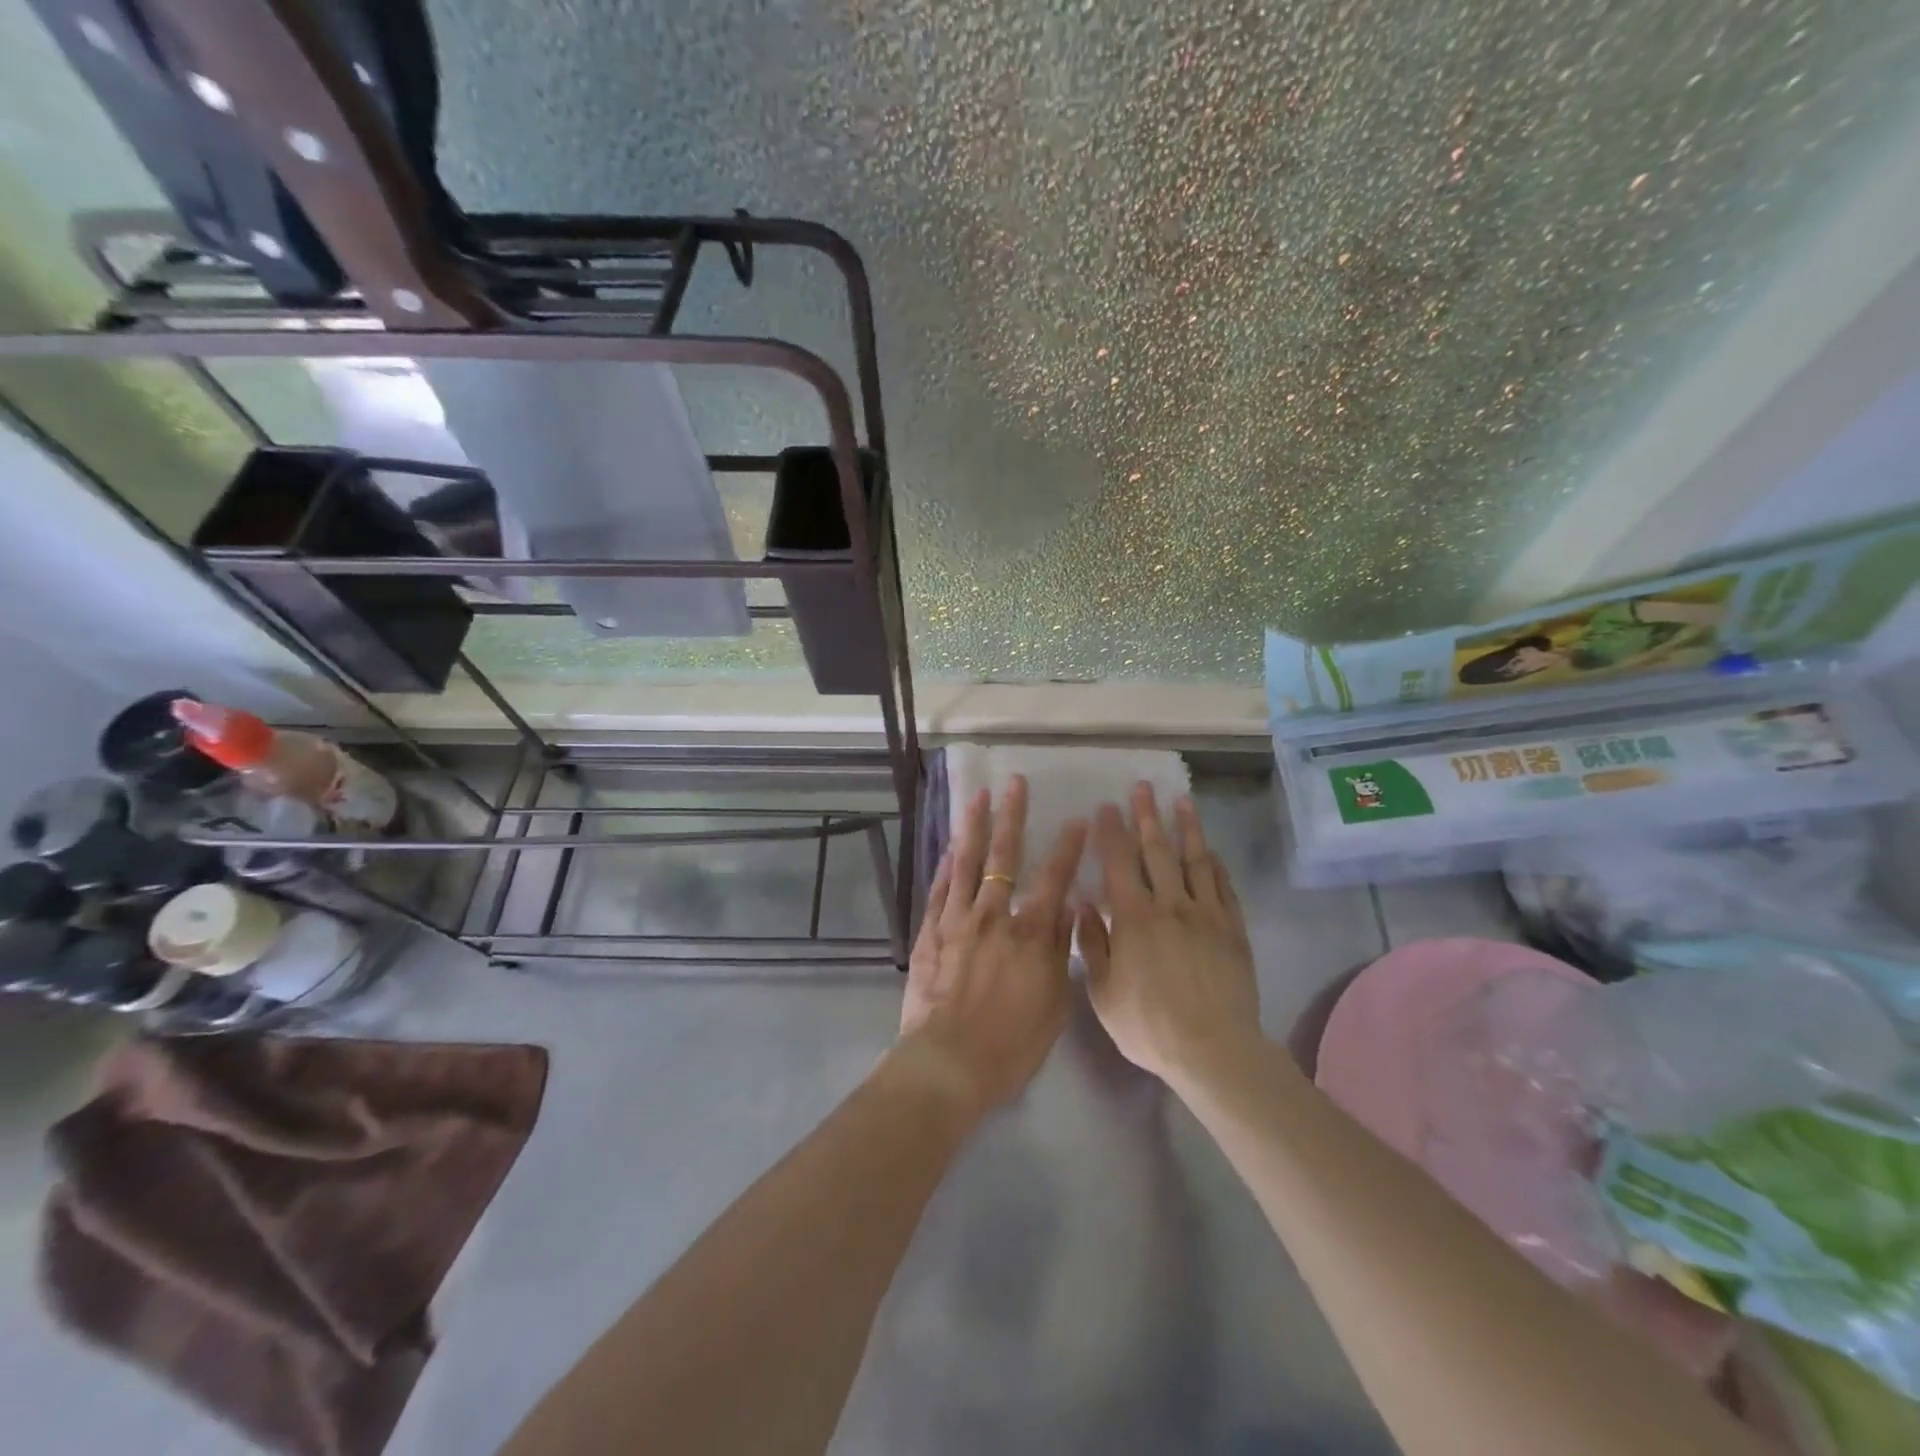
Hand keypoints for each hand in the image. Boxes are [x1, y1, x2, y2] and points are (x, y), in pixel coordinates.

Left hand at [896, 776, 1087, 1117]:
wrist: (949, 1063)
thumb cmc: (1011, 1043)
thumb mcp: (1054, 1003)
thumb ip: (1061, 951)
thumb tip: (1071, 908)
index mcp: (1030, 934)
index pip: (1054, 879)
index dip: (1068, 847)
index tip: (1078, 819)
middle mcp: (993, 916)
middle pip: (1004, 857)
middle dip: (1012, 816)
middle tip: (1015, 783)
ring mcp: (957, 920)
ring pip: (966, 863)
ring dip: (973, 826)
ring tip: (977, 795)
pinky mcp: (930, 933)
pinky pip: (939, 889)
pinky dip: (945, 865)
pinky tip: (950, 846)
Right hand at [1078, 784, 1260, 1086]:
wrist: (1213, 1050)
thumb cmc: (1149, 1025)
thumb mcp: (1103, 991)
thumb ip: (1092, 944)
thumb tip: (1085, 903)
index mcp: (1133, 918)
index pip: (1119, 863)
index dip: (1111, 833)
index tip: (1106, 807)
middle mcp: (1170, 905)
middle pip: (1157, 851)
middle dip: (1147, 817)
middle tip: (1143, 787)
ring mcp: (1206, 915)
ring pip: (1195, 861)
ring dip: (1186, 828)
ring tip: (1182, 801)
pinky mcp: (1233, 930)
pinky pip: (1223, 887)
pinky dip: (1215, 865)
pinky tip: (1210, 851)